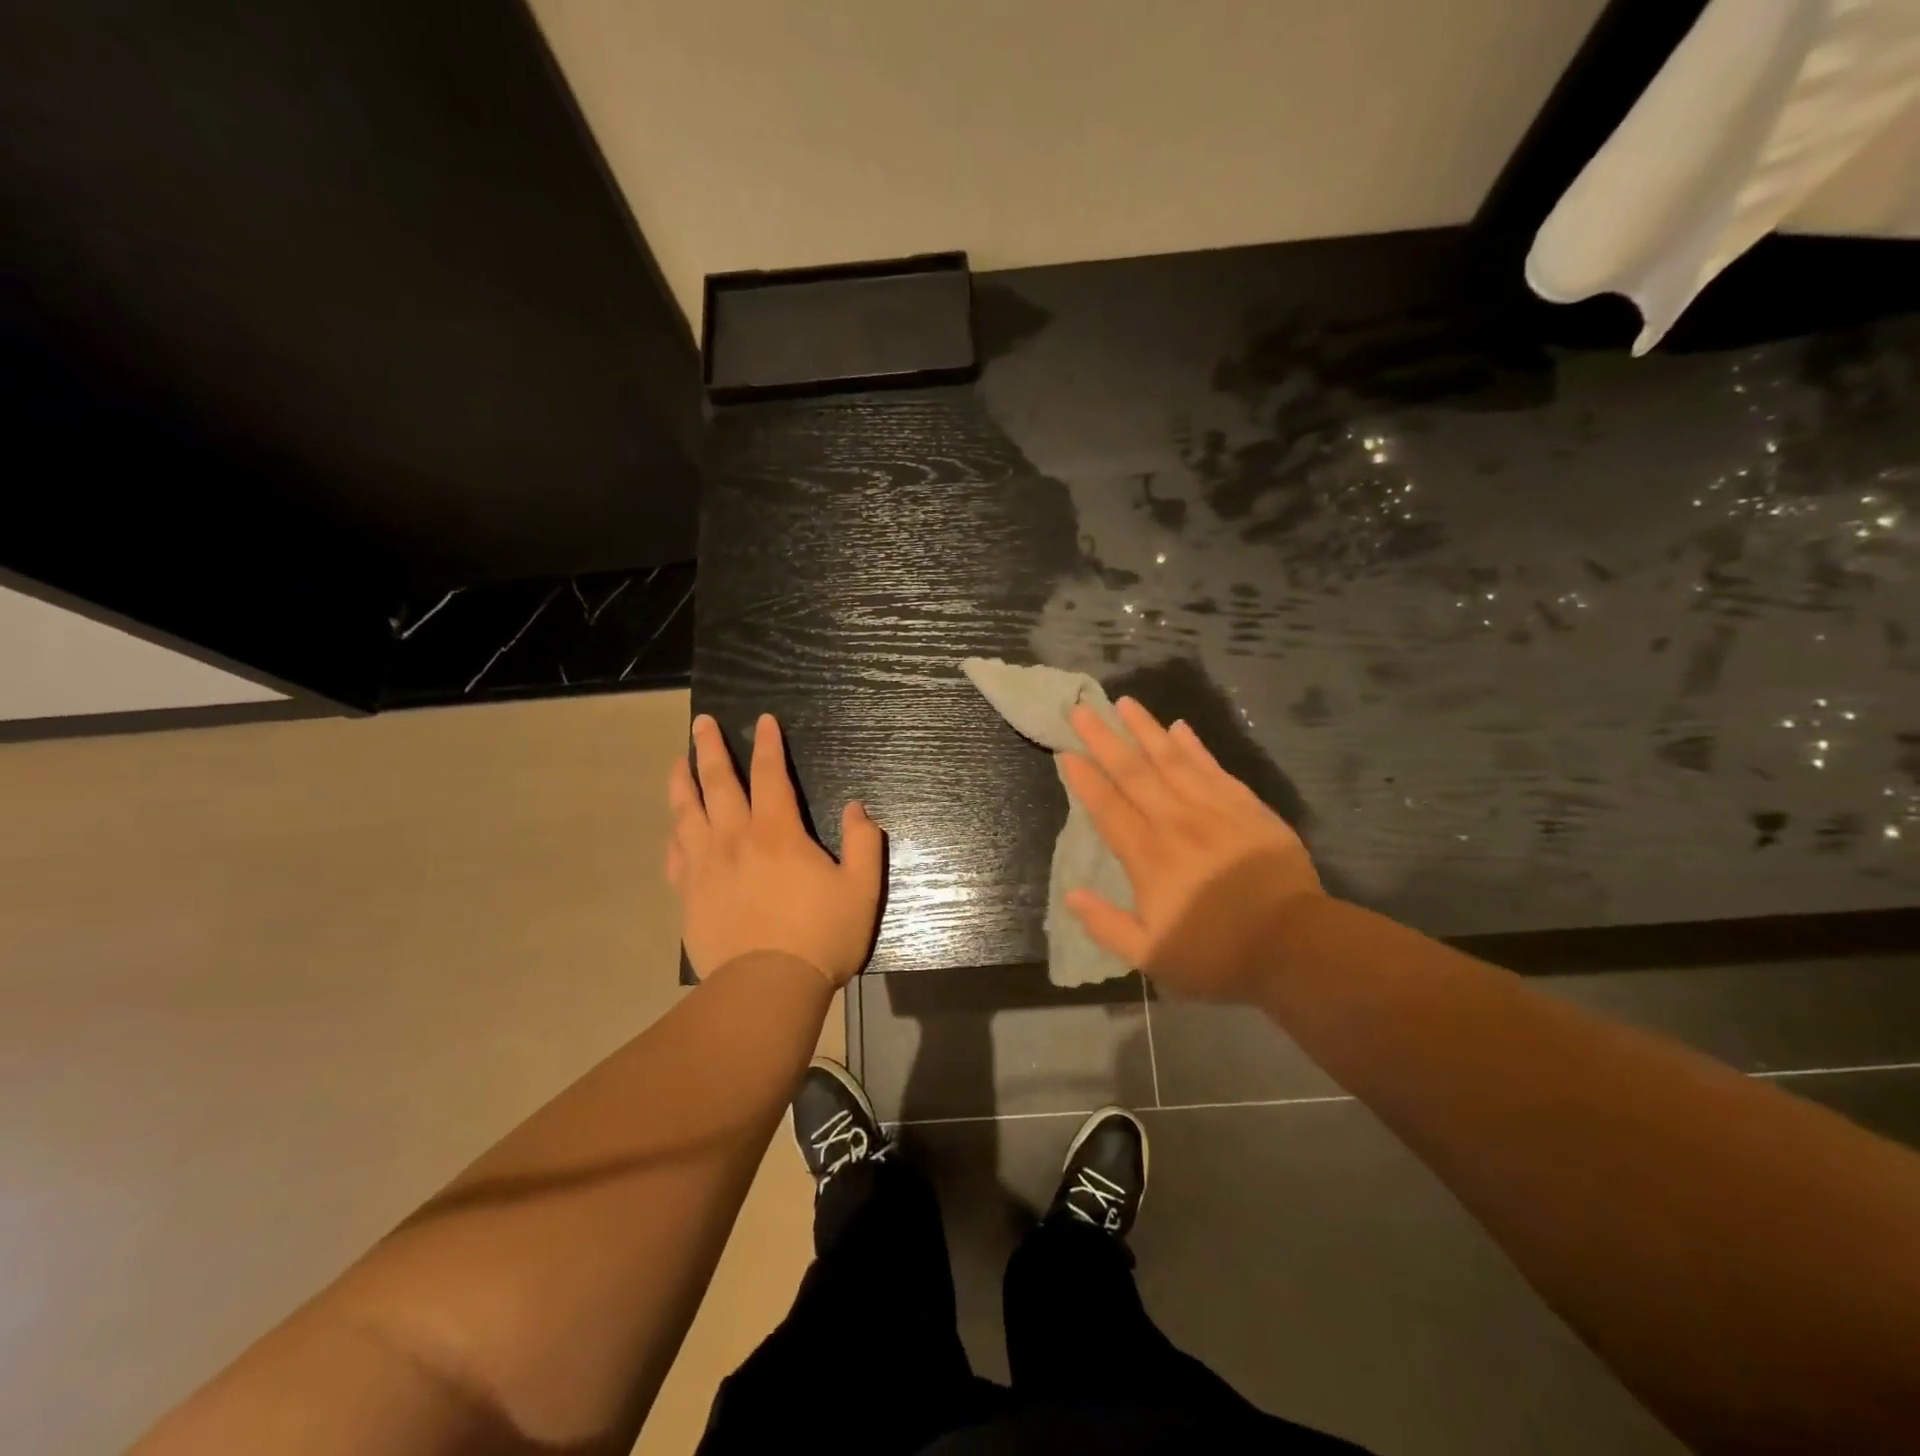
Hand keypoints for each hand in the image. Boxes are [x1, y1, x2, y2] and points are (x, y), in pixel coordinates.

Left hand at [667, 713, 883, 986]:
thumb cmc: (820, 936)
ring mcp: (705, 867)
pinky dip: (674, 835)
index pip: (769, 775)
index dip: (767, 745)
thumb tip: (858, 808)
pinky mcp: (689, 895)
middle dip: (710, 748)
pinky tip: (674, 828)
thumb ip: (864, 842)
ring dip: (682, 782)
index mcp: (777, 833)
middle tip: (701, 723)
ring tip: (678, 761)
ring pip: (686, 813)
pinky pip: (675, 855)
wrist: (767, 988)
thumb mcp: (861, 888)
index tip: (763, 721)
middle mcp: (735, 839)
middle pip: (717, 783)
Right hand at [1060, 697, 1322, 1001]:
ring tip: (1125, 703)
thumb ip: (1106, 925)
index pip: (1108, 808)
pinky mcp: (1247, 807)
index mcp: (1148, 857)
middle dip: (1104, 739)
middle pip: (1133, 772)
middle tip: (1082, 711)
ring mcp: (1214, 810)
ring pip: (1172, 760)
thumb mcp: (1151, 956)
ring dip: (1145, 730)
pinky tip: (1179, 727)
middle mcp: (1176, 822)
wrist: (1295, 944)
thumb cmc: (1217, 954)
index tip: (1065, 753)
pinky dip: (1194, 746)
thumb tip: (1070, 894)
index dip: (1084, 779)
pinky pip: (1213, 768)